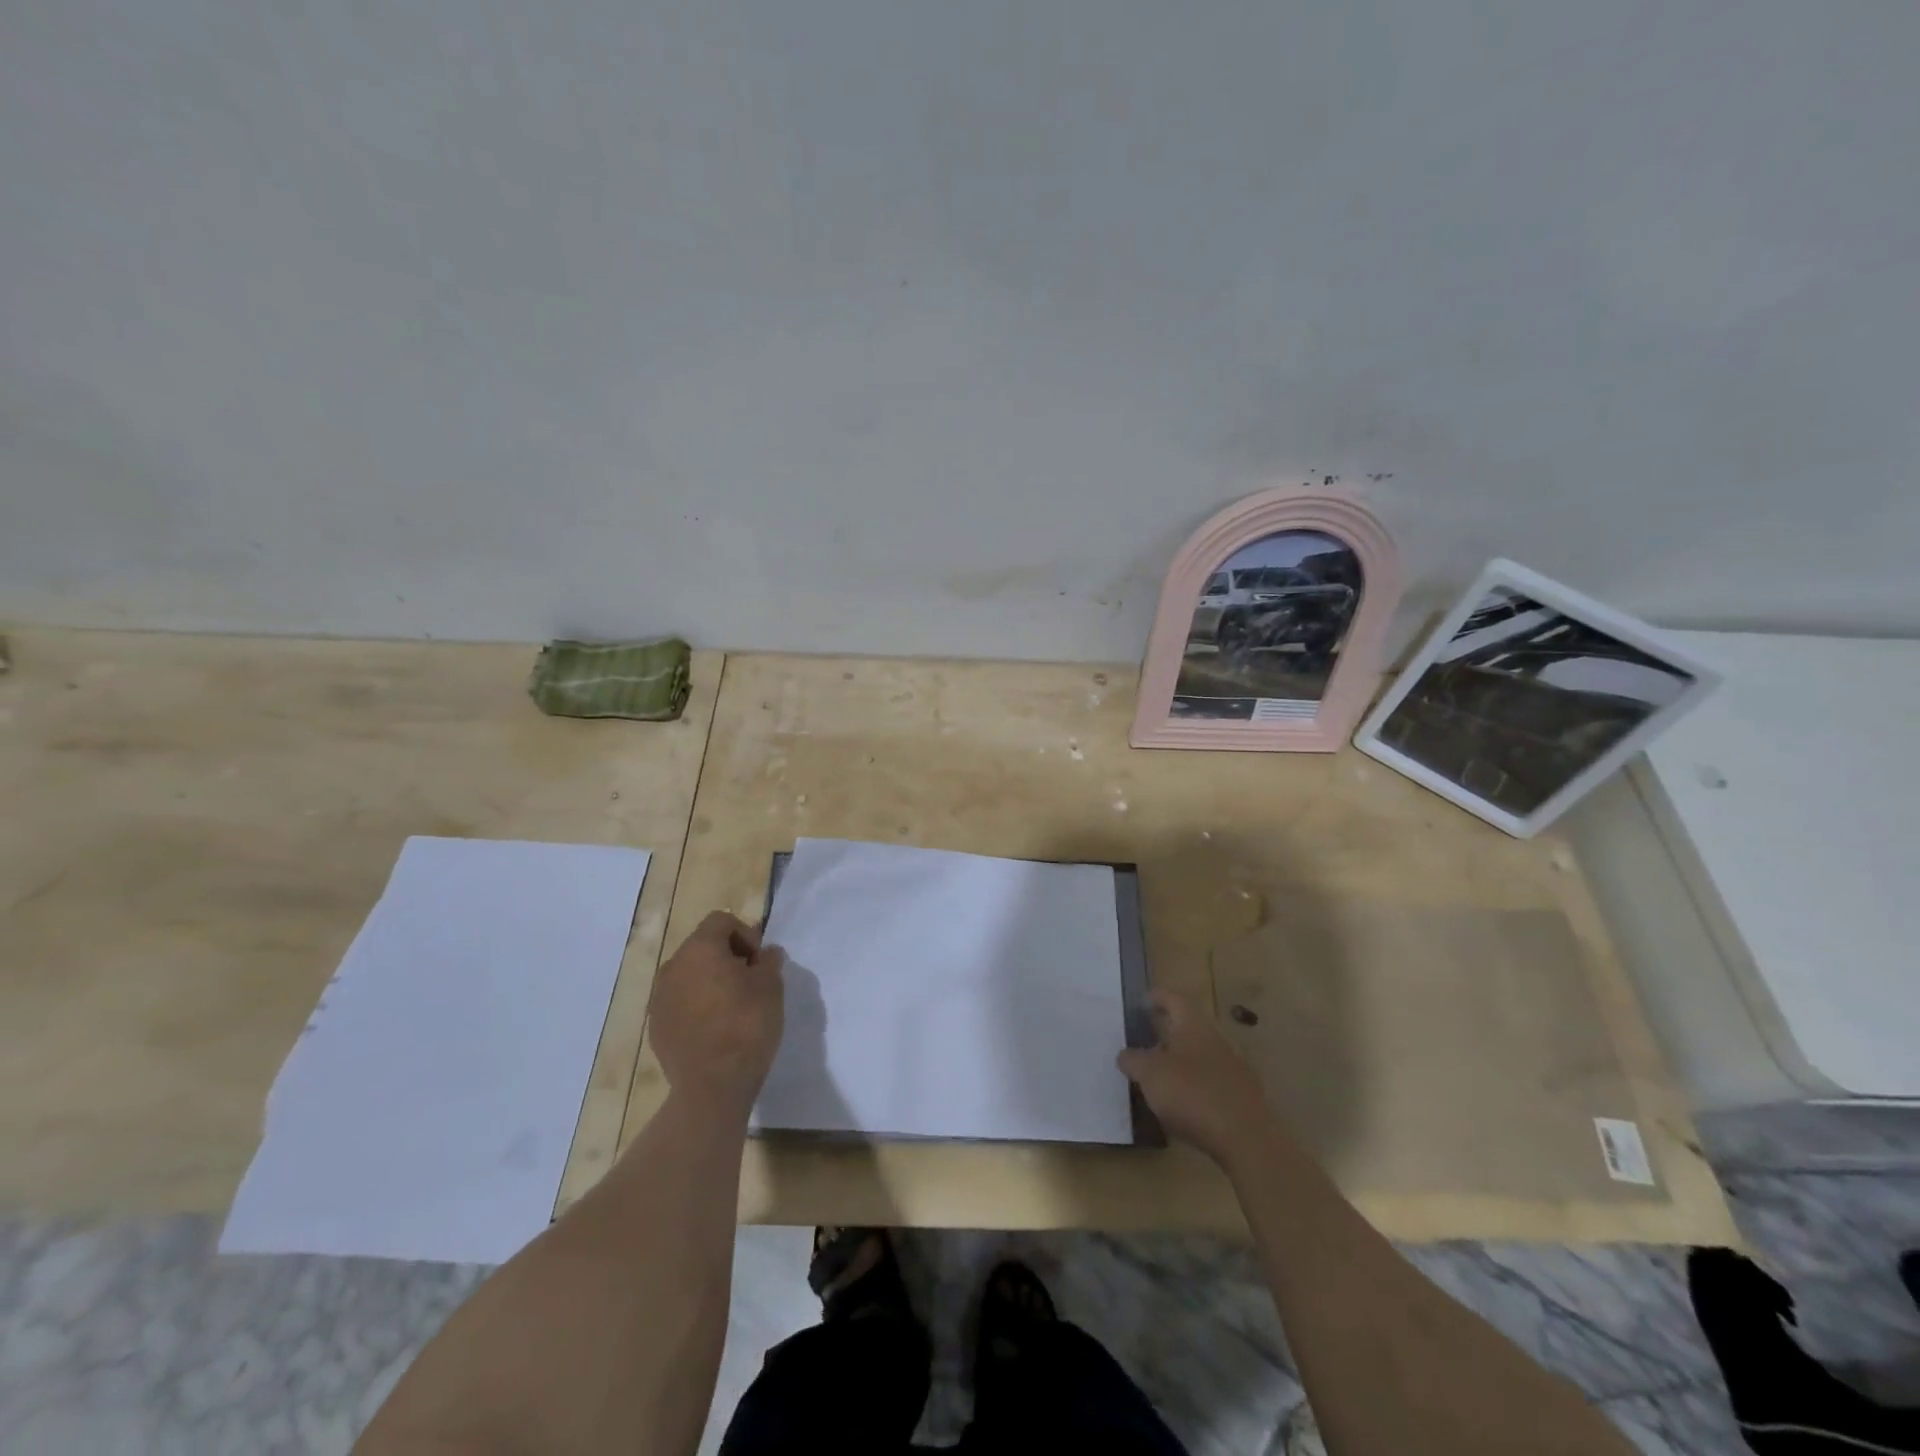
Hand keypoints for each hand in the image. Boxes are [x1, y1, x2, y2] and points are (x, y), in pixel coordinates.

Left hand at [650, 911, 785, 1116]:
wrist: (712, 1087)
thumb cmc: (746, 1027)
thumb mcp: (771, 986)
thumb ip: (769, 961)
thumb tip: (765, 953)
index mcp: (700, 949)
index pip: (721, 920)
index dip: (745, 934)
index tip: (759, 961)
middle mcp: (673, 966)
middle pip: (702, 946)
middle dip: (727, 956)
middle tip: (750, 981)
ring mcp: (659, 998)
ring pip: (689, 974)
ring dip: (710, 980)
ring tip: (732, 1006)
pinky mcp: (655, 1025)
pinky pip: (679, 1001)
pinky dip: (696, 1004)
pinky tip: (714, 1028)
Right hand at [1117, 990, 1274, 1167]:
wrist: (1247, 1138)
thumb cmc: (1192, 1094)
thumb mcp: (1150, 1074)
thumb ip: (1133, 1060)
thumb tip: (1126, 1055)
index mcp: (1193, 1025)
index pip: (1173, 999)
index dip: (1156, 998)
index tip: (1142, 1003)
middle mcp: (1215, 1039)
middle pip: (1188, 1027)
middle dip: (1166, 1032)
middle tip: (1144, 1042)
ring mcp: (1233, 1067)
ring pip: (1200, 1054)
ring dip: (1180, 1060)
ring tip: (1159, 1076)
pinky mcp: (1242, 1095)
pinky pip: (1212, 1080)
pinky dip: (1195, 1084)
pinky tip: (1183, 1103)